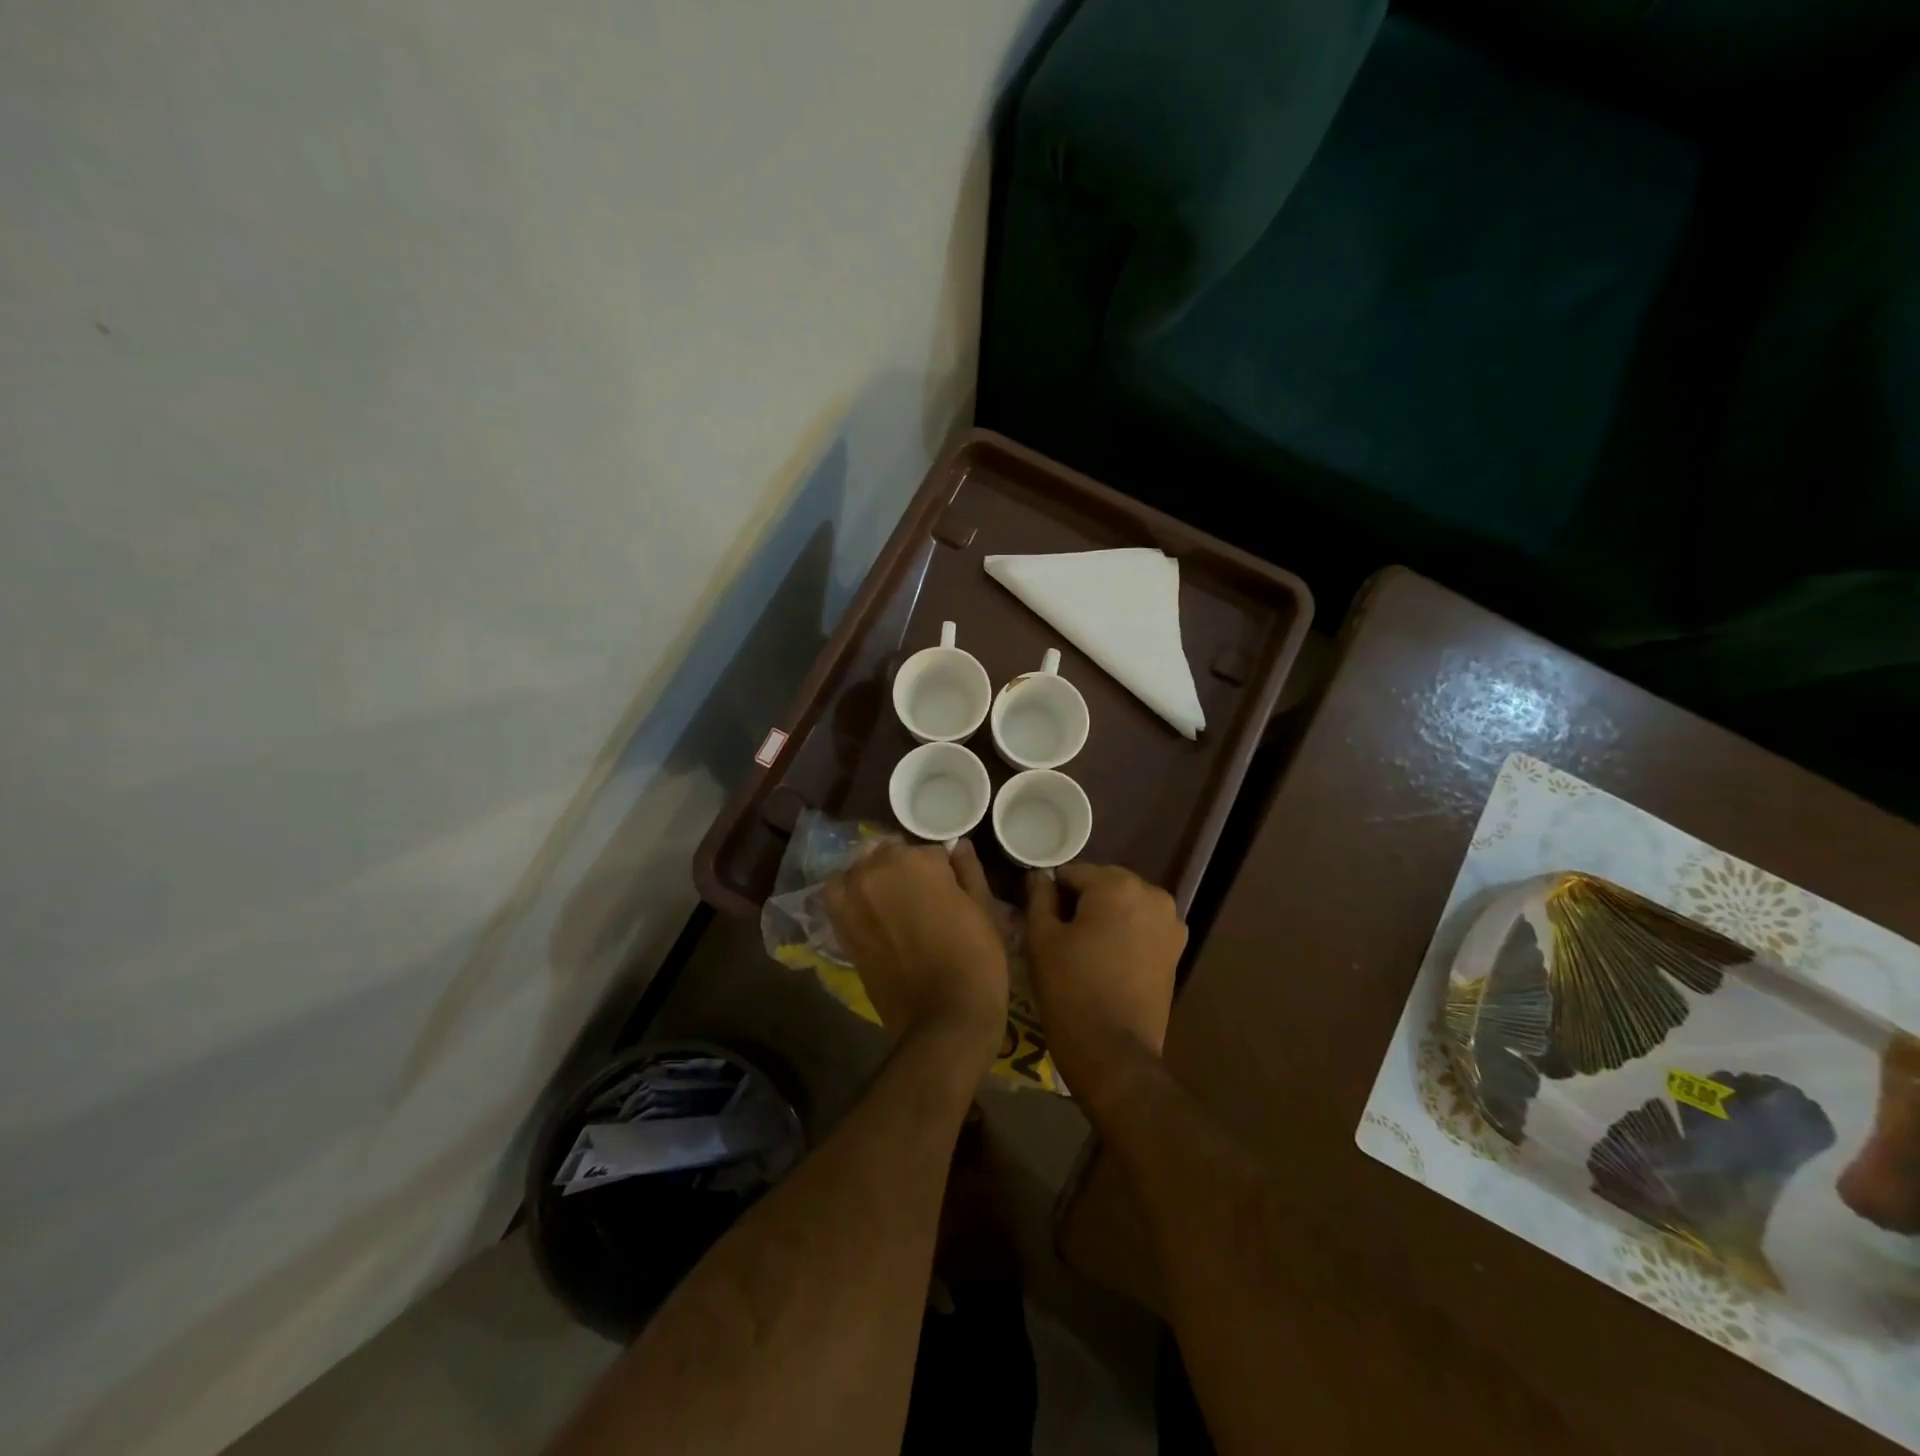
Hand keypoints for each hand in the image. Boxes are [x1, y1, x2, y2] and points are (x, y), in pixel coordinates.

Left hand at [824, 840, 1008, 1073]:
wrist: (943, 1021)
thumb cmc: (976, 960)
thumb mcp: (984, 908)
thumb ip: (968, 869)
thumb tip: (957, 845)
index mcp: (915, 859)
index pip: (930, 849)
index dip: (944, 869)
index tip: (953, 888)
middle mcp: (875, 870)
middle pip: (891, 854)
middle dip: (907, 868)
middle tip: (927, 898)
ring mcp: (851, 899)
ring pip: (861, 870)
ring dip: (875, 878)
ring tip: (896, 903)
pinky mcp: (840, 928)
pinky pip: (840, 896)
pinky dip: (853, 897)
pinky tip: (874, 913)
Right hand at [1028, 864, 1185, 1110]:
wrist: (1114, 1053)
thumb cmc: (1070, 990)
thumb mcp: (1042, 939)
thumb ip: (1040, 897)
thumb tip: (1040, 875)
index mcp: (1118, 885)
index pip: (1073, 872)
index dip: (1051, 891)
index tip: (1039, 916)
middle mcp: (1152, 894)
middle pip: (1103, 884)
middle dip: (1081, 901)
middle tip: (1058, 933)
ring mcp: (1170, 923)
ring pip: (1124, 905)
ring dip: (1104, 916)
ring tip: (1081, 948)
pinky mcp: (1176, 950)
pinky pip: (1142, 927)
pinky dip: (1124, 933)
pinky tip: (1106, 959)